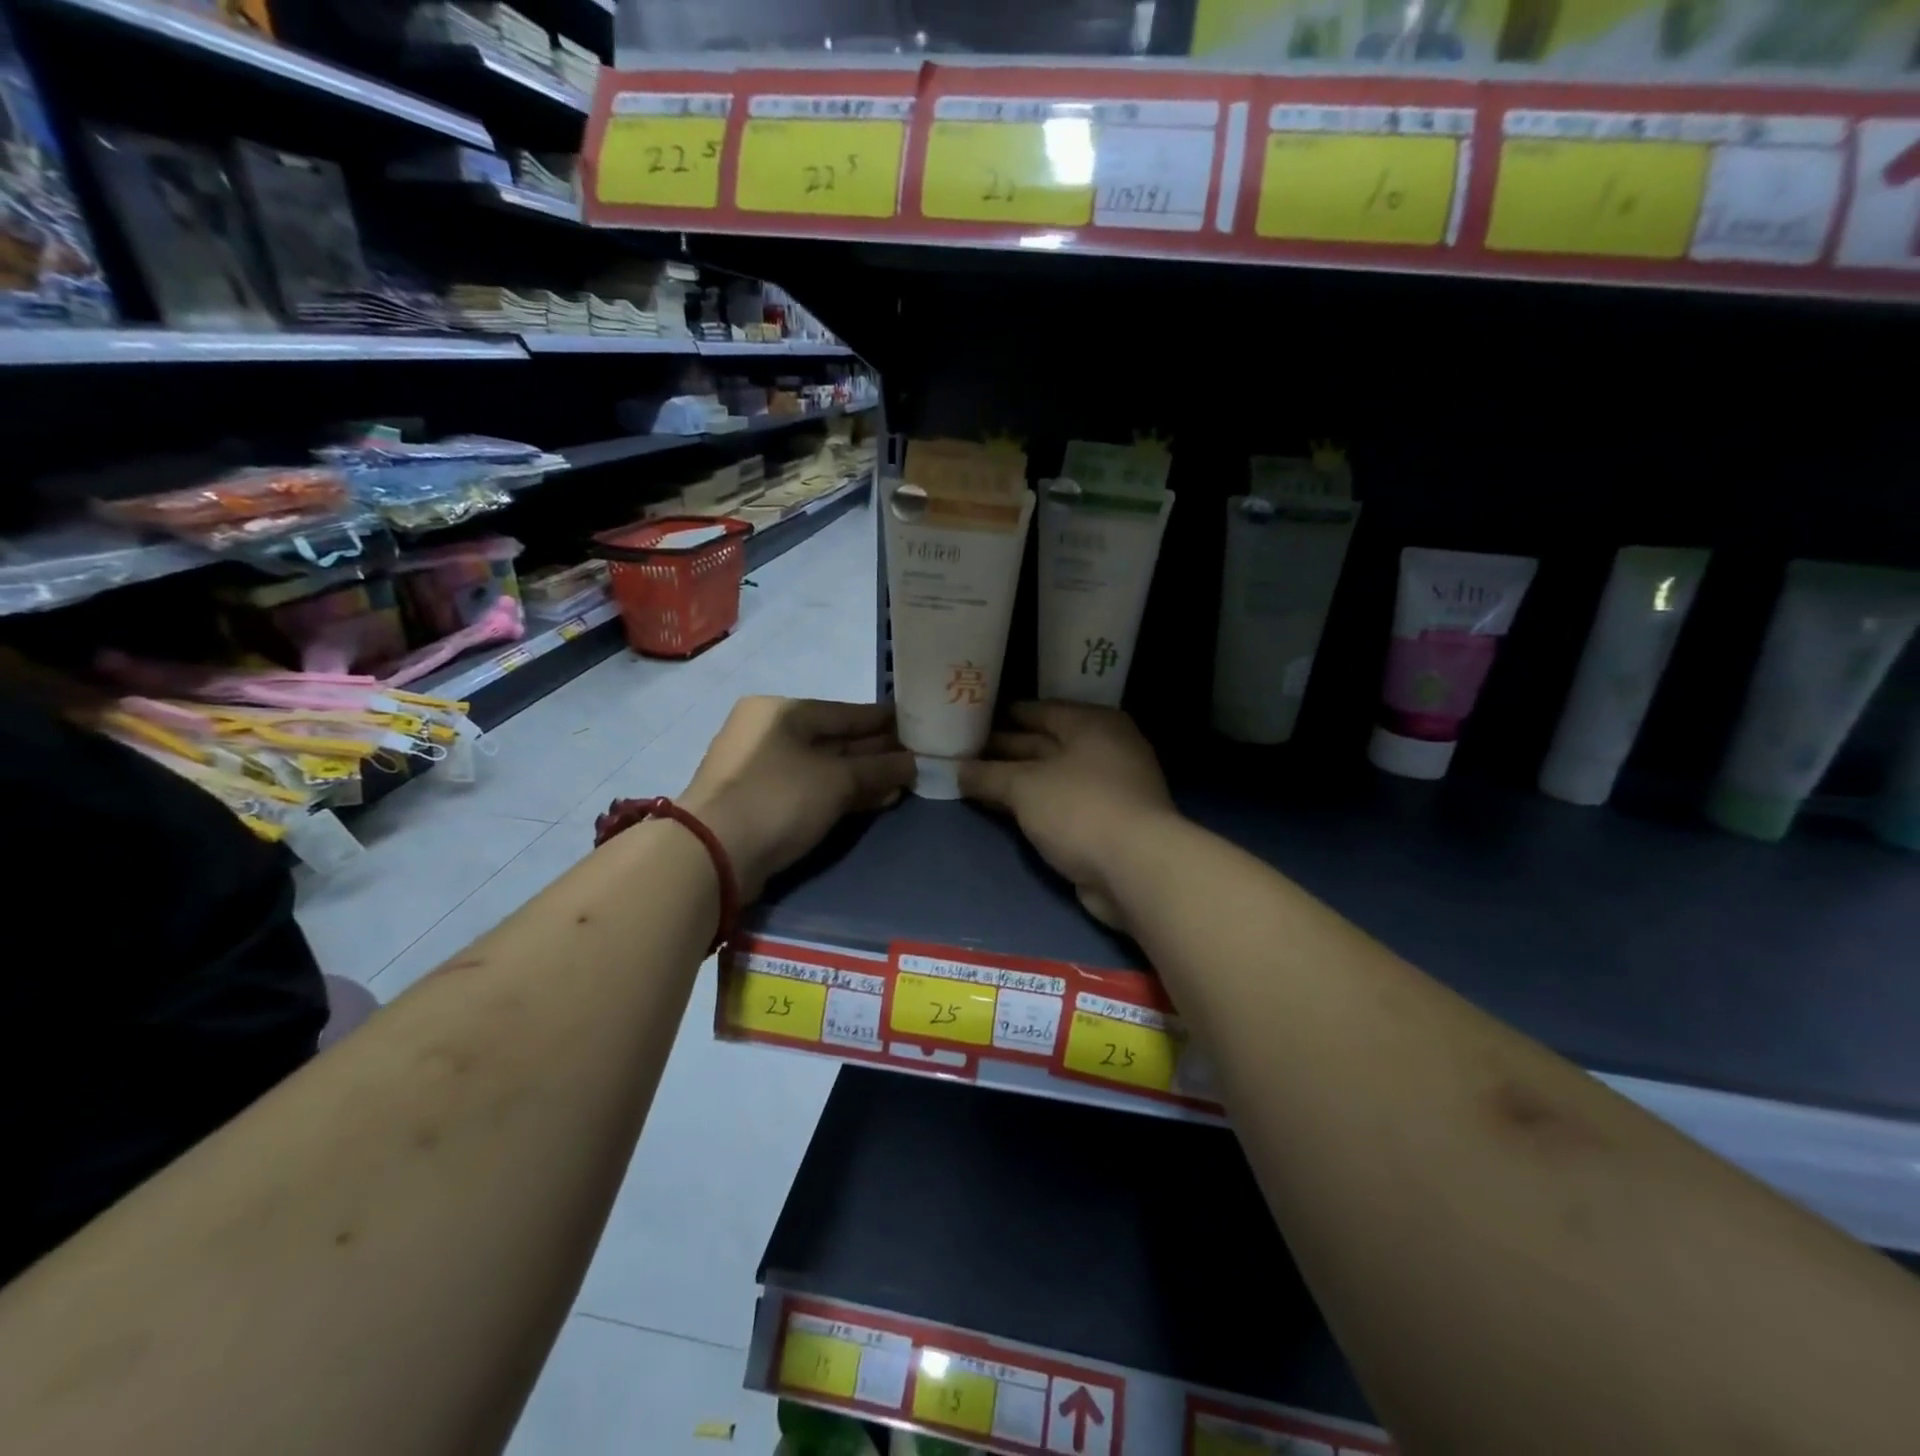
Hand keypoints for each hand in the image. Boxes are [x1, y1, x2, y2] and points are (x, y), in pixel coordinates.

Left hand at [681, 697, 913, 899]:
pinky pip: (813, 790)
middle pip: (835, 739)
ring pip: (825, 768)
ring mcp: (763, 770)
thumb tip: (913, 763)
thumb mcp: (836, 780)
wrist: (713, 854)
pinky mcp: (763, 803)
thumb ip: (879, 769)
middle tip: (918, 757)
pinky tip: (877, 800)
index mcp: (782, 711)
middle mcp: (769, 733)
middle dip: (876, 751)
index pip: (845, 711)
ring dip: (864, 777)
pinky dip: (843, 794)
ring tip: (905, 782)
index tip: (918, 723)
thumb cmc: (778, 798)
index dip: (883, 720)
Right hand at [959, 702, 1177, 931]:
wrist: (1135, 869)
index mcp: (1092, 724)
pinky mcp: (1106, 823)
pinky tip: (1002, 810)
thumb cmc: (1081, 809)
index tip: (971, 721)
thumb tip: (959, 771)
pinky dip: (1032, 805)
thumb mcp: (1025, 786)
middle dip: (1005, 749)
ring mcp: (1108, 788)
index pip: (1039, 710)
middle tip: (963, 753)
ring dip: (1016, 781)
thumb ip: (989, 775)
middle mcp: (1104, 748)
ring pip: (1050, 777)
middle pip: (1045, 743)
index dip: (1003, 715)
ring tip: (973, 781)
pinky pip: (1059, 804)